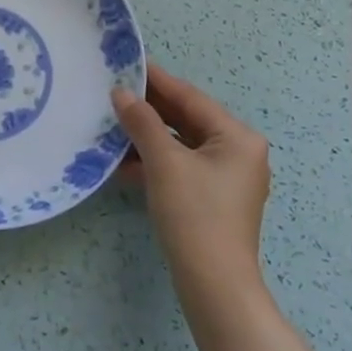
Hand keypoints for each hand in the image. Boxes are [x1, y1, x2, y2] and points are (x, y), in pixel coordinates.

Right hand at [112, 63, 270, 279]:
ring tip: (113, 126)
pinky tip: (124, 164)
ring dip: (148, 138)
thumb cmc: (194, 215)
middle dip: (150, 111)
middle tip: (114, 94)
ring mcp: (228, 178)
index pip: (190, 98)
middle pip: (187, 120)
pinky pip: (182, 168)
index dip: (157, 81)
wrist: (214, 286)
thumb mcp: (164, 163)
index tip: (128, 64)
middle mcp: (239, 152)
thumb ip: (142, 122)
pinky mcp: (214, 200)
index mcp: (237, 137)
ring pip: (182, 145)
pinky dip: (156, 163)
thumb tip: (122, 93)